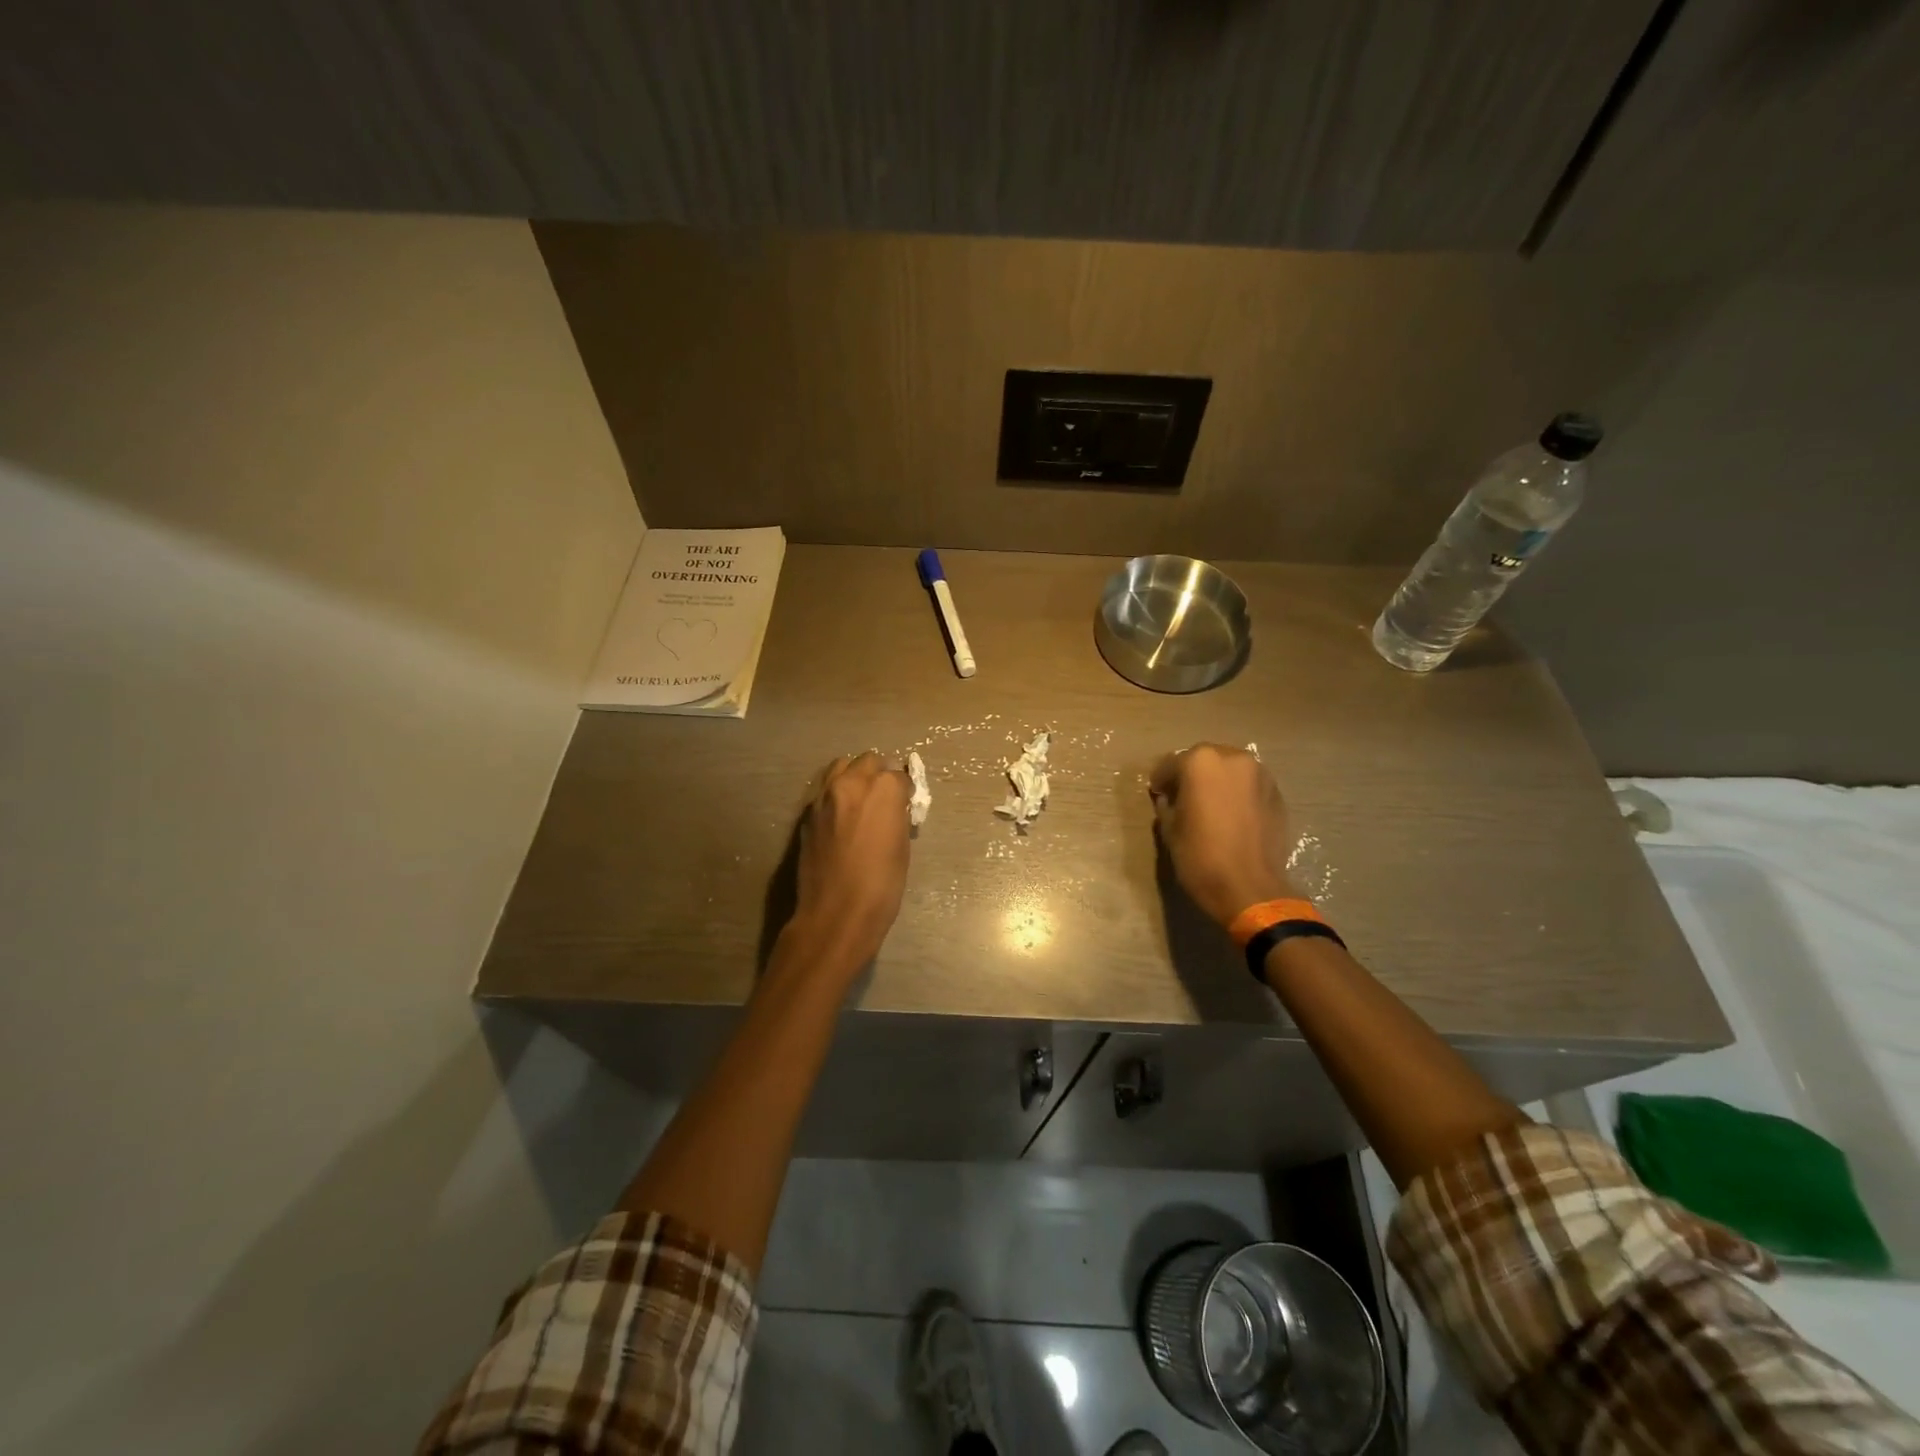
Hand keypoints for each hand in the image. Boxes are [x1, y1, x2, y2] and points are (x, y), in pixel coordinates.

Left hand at [788, 753, 912, 970]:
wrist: (836, 913)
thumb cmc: (881, 885)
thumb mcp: (901, 847)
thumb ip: (896, 815)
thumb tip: (893, 808)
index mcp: (883, 789)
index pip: (899, 776)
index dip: (905, 791)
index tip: (906, 805)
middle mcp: (851, 783)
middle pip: (868, 761)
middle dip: (879, 775)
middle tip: (884, 799)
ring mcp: (824, 796)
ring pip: (841, 767)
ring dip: (854, 777)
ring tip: (860, 801)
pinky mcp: (807, 814)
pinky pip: (824, 791)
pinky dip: (836, 795)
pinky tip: (841, 818)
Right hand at [1148, 743, 1301, 928]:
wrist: (1250, 888)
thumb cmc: (1201, 857)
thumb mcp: (1170, 830)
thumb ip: (1167, 806)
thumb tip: (1170, 799)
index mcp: (1201, 762)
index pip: (1172, 763)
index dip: (1161, 780)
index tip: (1157, 793)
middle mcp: (1233, 758)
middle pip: (1205, 760)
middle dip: (1191, 775)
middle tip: (1182, 797)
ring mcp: (1260, 775)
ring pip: (1230, 770)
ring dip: (1217, 782)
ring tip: (1209, 805)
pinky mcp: (1277, 794)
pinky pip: (1249, 786)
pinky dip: (1237, 794)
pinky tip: (1231, 815)